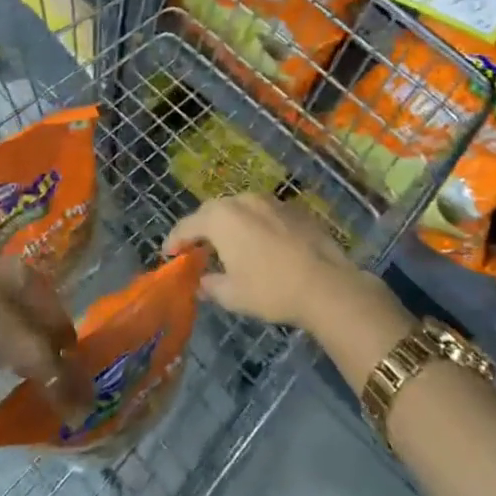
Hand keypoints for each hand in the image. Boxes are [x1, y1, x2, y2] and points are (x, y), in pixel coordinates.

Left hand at [0, 258, 89, 418]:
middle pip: (23, 311)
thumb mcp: (33, 355)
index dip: (63, 336)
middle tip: (37, 368)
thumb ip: (61, 379)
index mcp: (25, 275)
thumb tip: (86, 407)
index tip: (66, 362)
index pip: (55, 306)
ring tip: (9, 375)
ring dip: (2, 348)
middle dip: (32, 340)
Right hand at [162, 194, 369, 328]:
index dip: (174, 240)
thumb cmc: (271, 289)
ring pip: (240, 209)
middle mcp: (243, 200)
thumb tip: (202, 282)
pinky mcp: (294, 209)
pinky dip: (254, 227)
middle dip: (201, 229)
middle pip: (213, 212)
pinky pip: (264, 214)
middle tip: (196, 249)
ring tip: (229, 246)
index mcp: (221, 218)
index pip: (187, 225)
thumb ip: (211, 285)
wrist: (327, 284)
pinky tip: (260, 246)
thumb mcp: (233, 295)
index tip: (168, 254)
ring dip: (229, 225)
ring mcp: (271, 201)